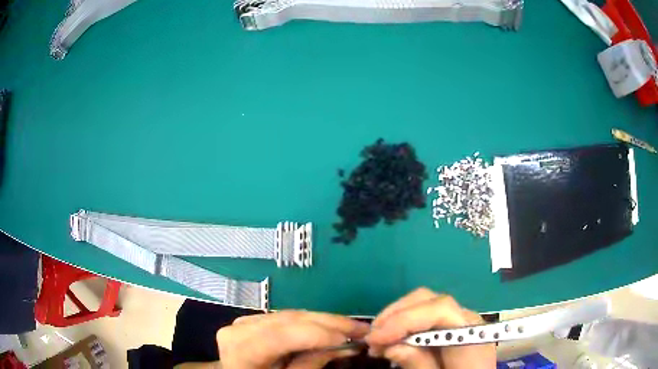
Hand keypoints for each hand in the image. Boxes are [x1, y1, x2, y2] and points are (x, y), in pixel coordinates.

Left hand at [216, 310, 369, 368]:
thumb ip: (309, 364)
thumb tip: (343, 346)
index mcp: (240, 350)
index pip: (279, 336)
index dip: (316, 334)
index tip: (349, 338)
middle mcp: (239, 329)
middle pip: (288, 321)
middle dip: (329, 324)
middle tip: (362, 329)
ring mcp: (245, 321)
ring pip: (291, 316)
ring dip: (324, 321)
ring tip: (351, 327)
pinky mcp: (254, 320)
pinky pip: (286, 318)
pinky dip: (311, 322)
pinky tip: (330, 327)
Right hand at [366, 288, 495, 368]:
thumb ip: (420, 365)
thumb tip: (391, 347)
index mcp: (471, 335)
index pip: (441, 309)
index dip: (405, 319)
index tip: (376, 338)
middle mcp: (468, 319)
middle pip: (429, 300)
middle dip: (395, 315)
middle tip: (372, 340)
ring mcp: (461, 318)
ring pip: (424, 302)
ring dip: (396, 317)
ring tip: (378, 341)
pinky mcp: (453, 324)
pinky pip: (426, 314)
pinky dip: (405, 322)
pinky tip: (393, 339)